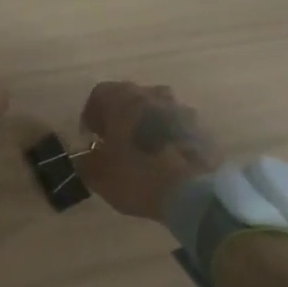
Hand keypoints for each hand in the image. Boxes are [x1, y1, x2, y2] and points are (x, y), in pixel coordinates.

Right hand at [79, 81, 223, 222]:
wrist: (197, 192)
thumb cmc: (138, 176)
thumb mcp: (99, 176)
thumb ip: (85, 162)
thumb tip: (84, 157)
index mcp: (123, 98)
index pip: (99, 94)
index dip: (91, 116)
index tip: (90, 139)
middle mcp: (153, 94)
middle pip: (130, 100)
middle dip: (120, 120)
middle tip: (115, 147)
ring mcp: (182, 109)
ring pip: (156, 113)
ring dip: (146, 128)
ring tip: (143, 157)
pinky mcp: (203, 128)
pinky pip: (178, 129)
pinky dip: (168, 141)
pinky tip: (167, 165)